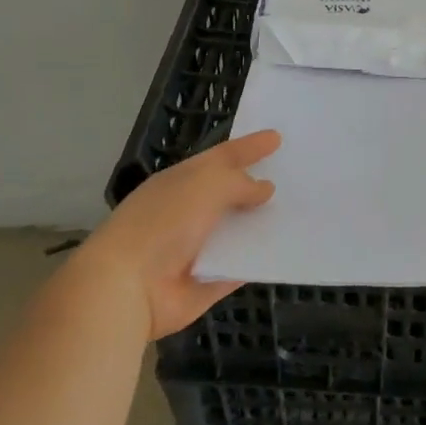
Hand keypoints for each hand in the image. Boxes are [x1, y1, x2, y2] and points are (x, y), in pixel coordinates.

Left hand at [75, 132, 279, 339]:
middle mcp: (189, 211)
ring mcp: (197, 248)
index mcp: (182, 181)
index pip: (222, 156)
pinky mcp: (206, 283)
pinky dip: (259, 260)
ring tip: (298, 212)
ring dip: (262, 223)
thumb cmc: (164, 222)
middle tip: (292, 174)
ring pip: (238, 230)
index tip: (277, 137)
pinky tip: (285, 250)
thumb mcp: (206, 185)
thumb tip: (264, 188)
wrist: (127, 287)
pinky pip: (240, 267)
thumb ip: (240, 182)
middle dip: (258, 184)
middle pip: (231, 193)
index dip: (249, 146)